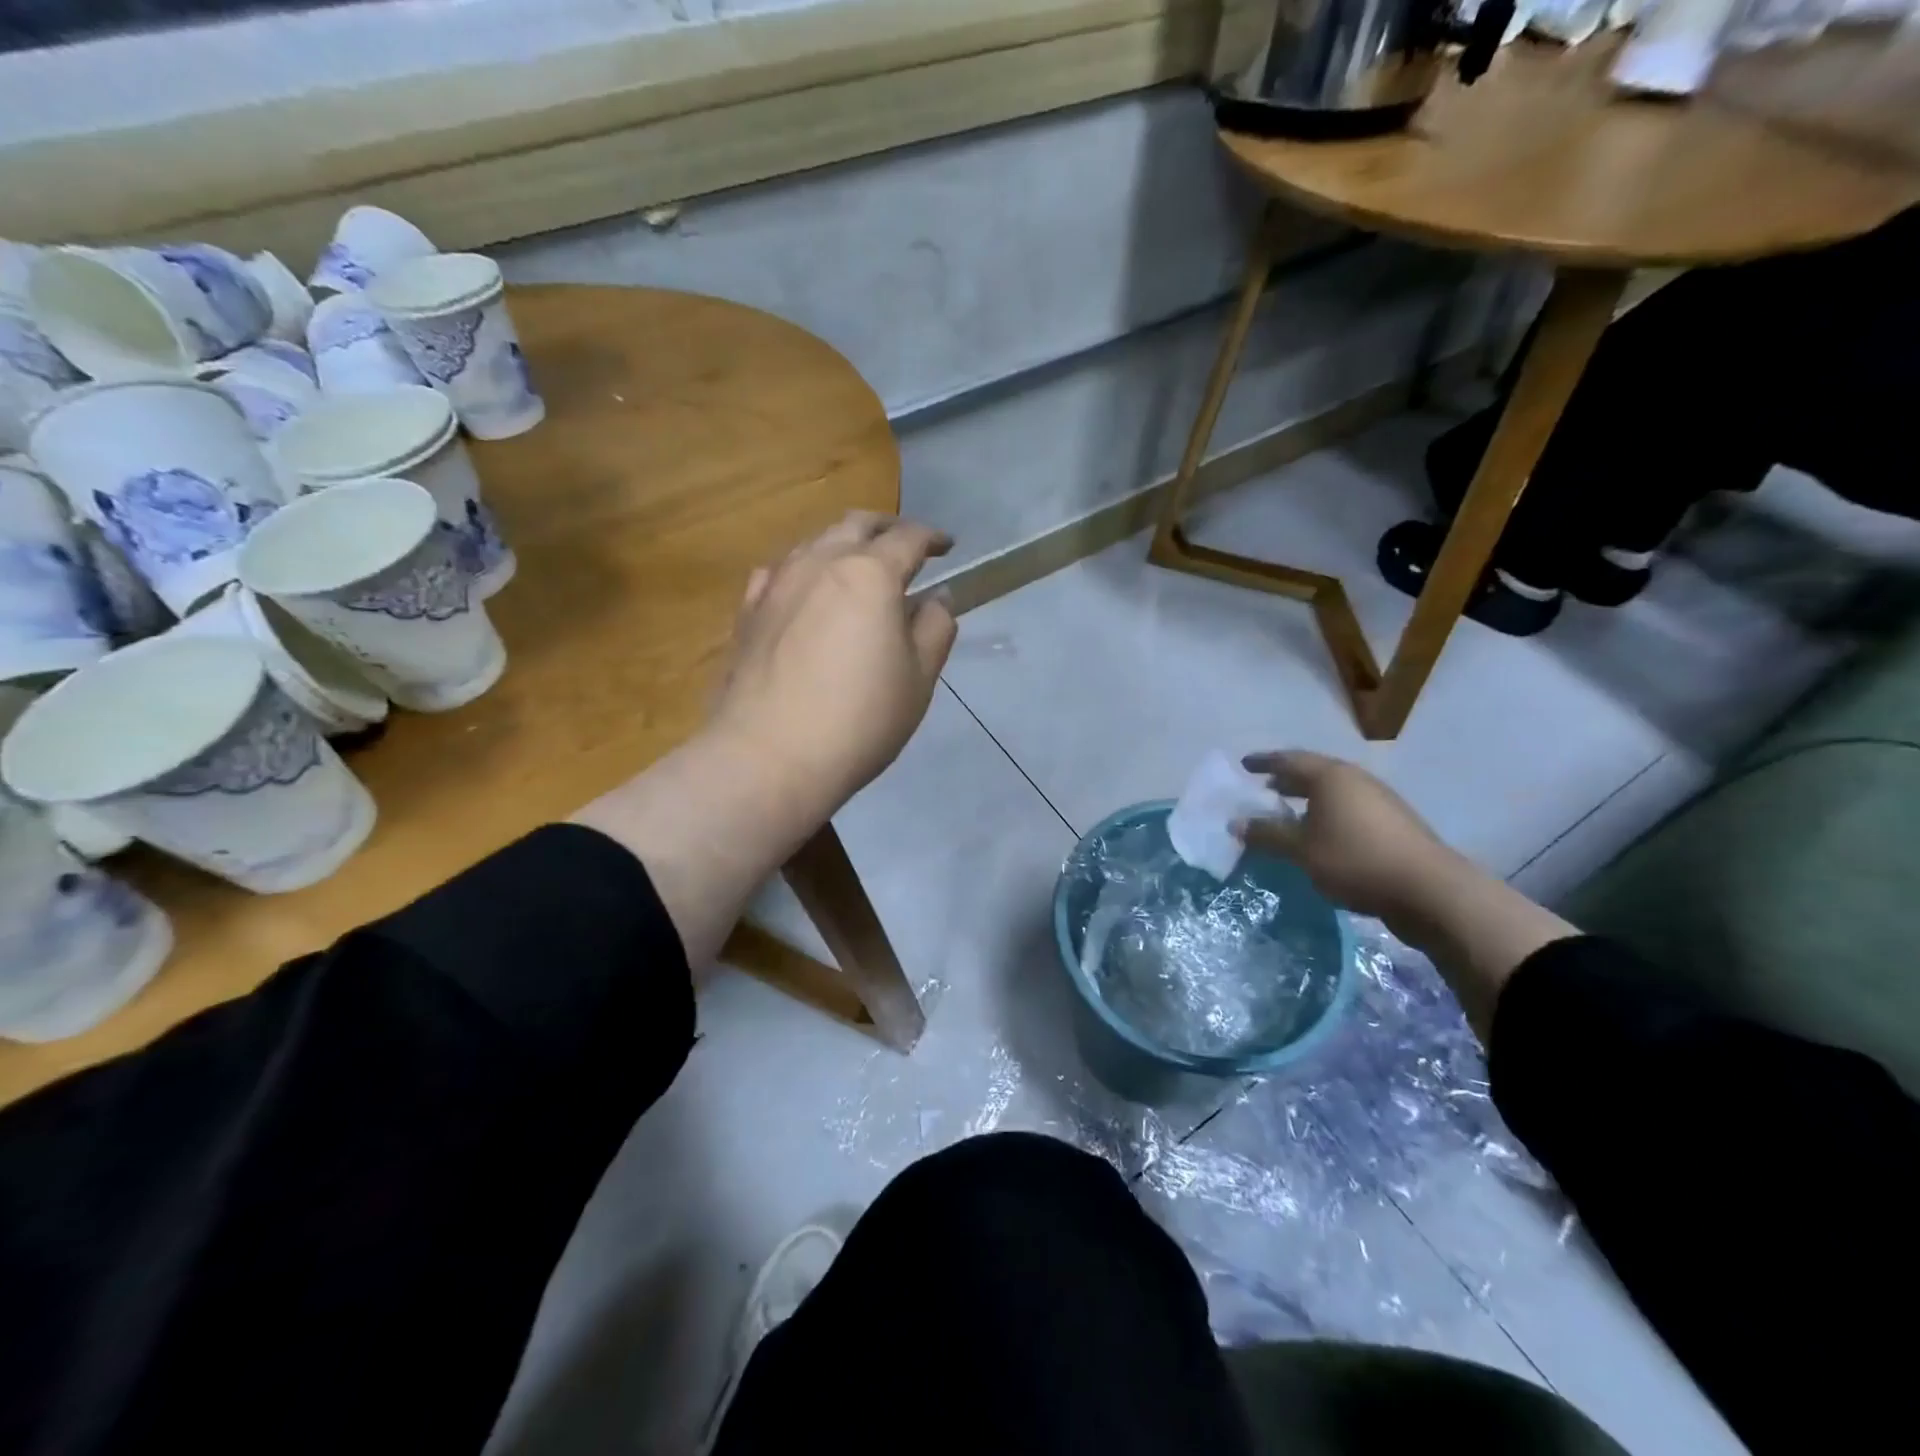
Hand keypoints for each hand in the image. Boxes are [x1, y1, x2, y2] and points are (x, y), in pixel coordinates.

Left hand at [709, 511, 955, 820]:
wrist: (768, 756)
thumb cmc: (859, 719)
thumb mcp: (919, 678)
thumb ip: (935, 628)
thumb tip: (938, 597)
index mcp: (870, 574)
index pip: (908, 538)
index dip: (932, 537)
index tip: (947, 547)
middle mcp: (820, 563)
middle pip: (855, 525)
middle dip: (885, 528)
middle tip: (904, 544)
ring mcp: (777, 583)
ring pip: (814, 542)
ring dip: (842, 544)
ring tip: (857, 566)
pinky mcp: (747, 611)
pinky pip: (779, 572)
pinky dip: (803, 570)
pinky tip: (805, 590)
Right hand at [1235, 750, 1578, 1041]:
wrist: (1429, 890)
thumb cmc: (1355, 860)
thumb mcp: (1302, 850)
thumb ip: (1267, 834)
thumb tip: (1235, 823)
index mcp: (1331, 777)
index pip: (1289, 760)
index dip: (1264, 762)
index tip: (1245, 764)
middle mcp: (1356, 780)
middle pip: (1314, 772)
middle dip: (1287, 780)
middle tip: (1264, 788)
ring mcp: (1379, 801)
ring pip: (1334, 792)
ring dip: (1308, 799)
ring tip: (1289, 813)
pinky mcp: (1393, 824)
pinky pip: (1349, 809)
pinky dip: (1327, 814)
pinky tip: (1321, 835)